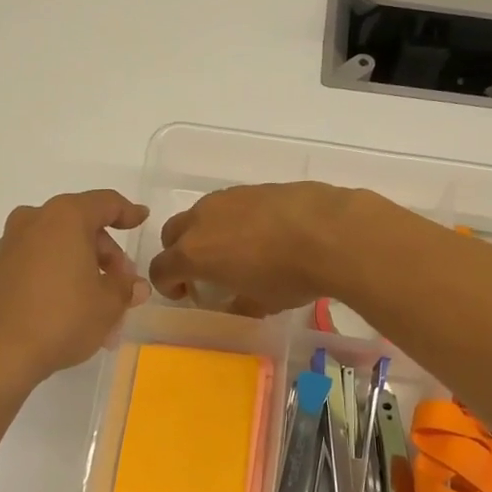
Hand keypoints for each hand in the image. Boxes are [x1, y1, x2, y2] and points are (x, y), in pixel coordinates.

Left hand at [0, 190, 150, 383]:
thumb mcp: (108, 305)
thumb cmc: (61, 319)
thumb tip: (135, 286)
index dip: (128, 212)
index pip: (105, 203)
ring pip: (56, 246)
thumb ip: (125, 288)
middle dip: (105, 252)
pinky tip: (66, 307)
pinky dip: (55, 276)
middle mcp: (33, 221)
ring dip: (80, 267)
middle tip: (120, 282)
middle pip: (79, 225)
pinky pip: (35, 263)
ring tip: (97, 303)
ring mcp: (8, 245)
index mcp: (65, 218)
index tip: (141, 220)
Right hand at [147, 183, 361, 316]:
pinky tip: (263, 234)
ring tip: (236, 251)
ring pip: (202, 214)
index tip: (185, 295)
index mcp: (193, 253)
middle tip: (203, 271)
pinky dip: (235, 220)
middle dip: (180, 253)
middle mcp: (202, 220)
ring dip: (207, 233)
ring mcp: (228, 198)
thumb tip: (237, 304)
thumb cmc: (288, 276)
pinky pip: (231, 204)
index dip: (167, 286)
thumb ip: (239, 305)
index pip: (161, 269)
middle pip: (173, 234)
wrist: (330, 231)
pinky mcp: (254, 187)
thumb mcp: (262, 304)